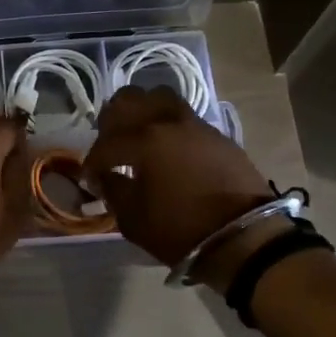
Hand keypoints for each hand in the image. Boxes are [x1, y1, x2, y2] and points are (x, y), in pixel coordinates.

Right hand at [81, 85, 274, 284]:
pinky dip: (168, 125)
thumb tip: (105, 177)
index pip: (106, 143)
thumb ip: (113, 191)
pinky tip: (168, 148)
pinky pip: (184, 117)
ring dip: (143, 112)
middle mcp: (168, 122)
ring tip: (139, 135)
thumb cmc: (182, 231)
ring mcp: (196, 124)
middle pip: (130, 100)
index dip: (92, 161)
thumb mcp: (134, 219)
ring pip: (160, 98)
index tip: (90, 178)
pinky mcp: (218, 135)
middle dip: (112, 120)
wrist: (245, 238)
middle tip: (110, 144)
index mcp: (144, 141)